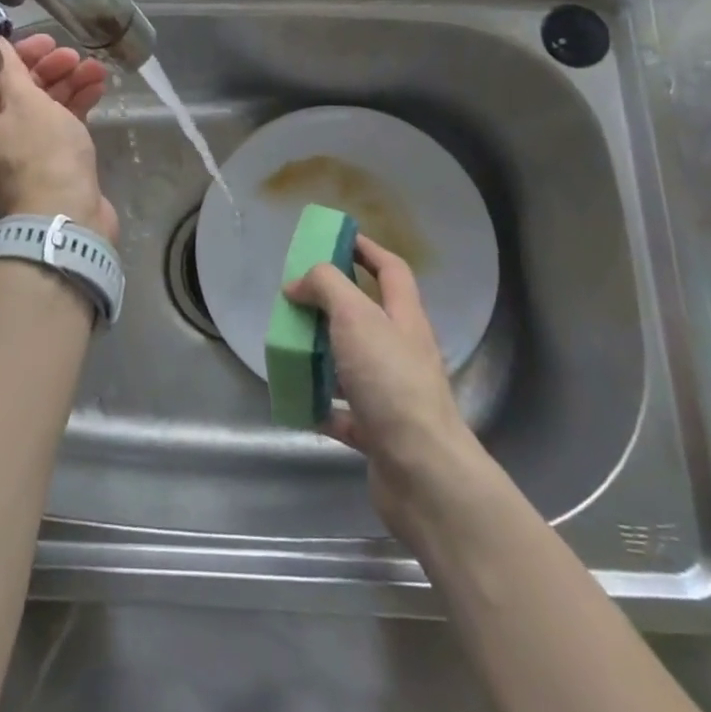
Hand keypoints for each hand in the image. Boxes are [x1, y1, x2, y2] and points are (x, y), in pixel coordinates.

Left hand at [0, 35, 116, 240]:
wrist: (66, 220)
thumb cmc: (41, 154)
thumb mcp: (25, 102)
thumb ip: (9, 69)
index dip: (22, 56)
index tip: (50, 41)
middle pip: (20, 93)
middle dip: (51, 71)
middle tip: (75, 56)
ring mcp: (23, 156)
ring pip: (44, 110)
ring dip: (68, 86)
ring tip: (97, 70)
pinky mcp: (51, 167)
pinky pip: (60, 128)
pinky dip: (76, 108)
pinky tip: (98, 90)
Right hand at [285, 235, 481, 540]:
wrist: (422, 473)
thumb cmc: (391, 382)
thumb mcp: (356, 317)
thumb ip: (326, 287)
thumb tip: (298, 283)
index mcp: (404, 318)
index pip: (390, 270)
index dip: (366, 249)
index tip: (337, 238)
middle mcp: (401, 352)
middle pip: (367, 316)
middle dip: (332, 304)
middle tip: (296, 298)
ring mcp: (391, 394)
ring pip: (351, 363)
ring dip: (321, 355)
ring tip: (288, 347)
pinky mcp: (378, 433)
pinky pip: (343, 413)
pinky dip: (320, 405)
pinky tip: (297, 401)